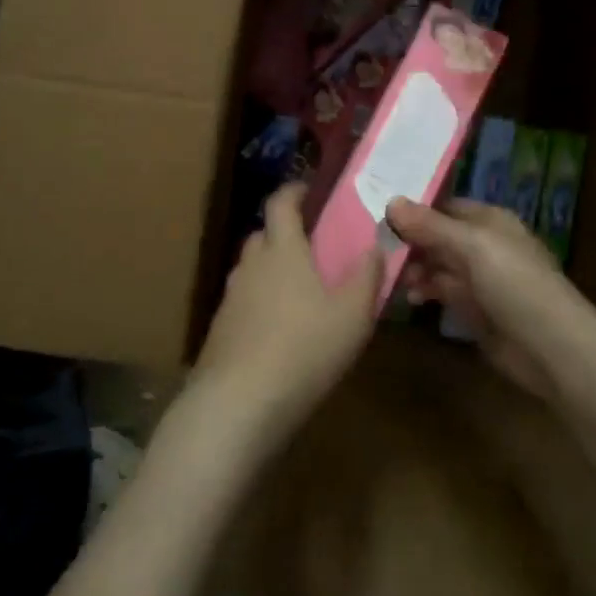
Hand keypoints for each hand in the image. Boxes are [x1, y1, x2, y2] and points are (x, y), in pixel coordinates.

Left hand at [191, 184, 381, 445]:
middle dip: (285, 232)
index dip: (294, 191)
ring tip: (300, 291)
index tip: (310, 190)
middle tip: (313, 246)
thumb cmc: (304, 349)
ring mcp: (231, 297)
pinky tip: (279, 330)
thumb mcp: (352, 315)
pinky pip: (244, 301)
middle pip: (264, 234)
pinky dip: (260, 302)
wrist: (237, 404)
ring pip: (252, 269)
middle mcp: (251, 265)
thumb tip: (375, 245)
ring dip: (272, 269)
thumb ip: (367, 276)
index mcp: (283, 250)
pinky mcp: (220, 329)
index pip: (280, 203)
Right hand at [387, 198, 595, 400]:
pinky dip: (427, 292)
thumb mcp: (472, 247)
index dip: (416, 209)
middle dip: (411, 241)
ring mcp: (481, 280)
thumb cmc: (515, 285)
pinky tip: (410, 298)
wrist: (552, 349)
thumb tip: (391, 200)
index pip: (446, 207)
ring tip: (393, 277)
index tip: (379, 212)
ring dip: (416, 269)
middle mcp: (485, 246)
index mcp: (491, 221)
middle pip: (440, 236)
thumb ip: (431, 226)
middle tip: (376, 248)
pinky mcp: (477, 311)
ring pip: (439, 266)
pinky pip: (444, 293)